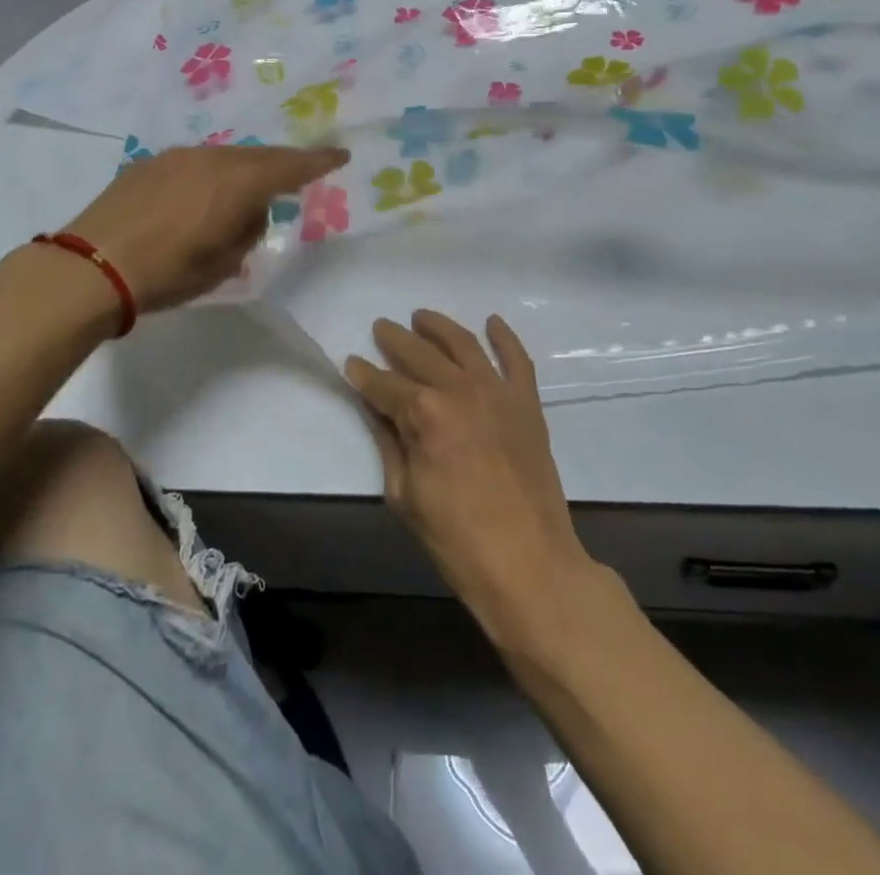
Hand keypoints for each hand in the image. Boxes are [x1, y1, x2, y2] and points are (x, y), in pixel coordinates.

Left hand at [62, 145, 346, 312]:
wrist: (92, 266)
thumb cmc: (168, 273)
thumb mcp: (223, 264)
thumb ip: (246, 231)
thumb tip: (248, 212)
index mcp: (238, 183)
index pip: (291, 167)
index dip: (318, 161)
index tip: (340, 155)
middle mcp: (211, 159)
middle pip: (258, 157)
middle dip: (280, 166)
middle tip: (294, 179)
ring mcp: (177, 157)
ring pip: (223, 157)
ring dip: (240, 172)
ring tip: (240, 196)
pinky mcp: (148, 164)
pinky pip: (193, 163)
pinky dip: (208, 176)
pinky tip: (197, 199)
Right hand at [345, 312, 593, 642]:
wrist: (528, 563)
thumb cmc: (456, 538)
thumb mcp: (404, 494)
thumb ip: (389, 442)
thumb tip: (376, 409)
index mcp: (423, 413)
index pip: (384, 385)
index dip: (364, 374)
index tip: (351, 363)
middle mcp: (458, 389)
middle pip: (420, 354)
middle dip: (396, 339)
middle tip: (381, 328)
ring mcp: (497, 392)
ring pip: (463, 344)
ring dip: (439, 326)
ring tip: (421, 317)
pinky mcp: (527, 403)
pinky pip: (517, 359)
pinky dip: (505, 337)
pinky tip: (492, 322)